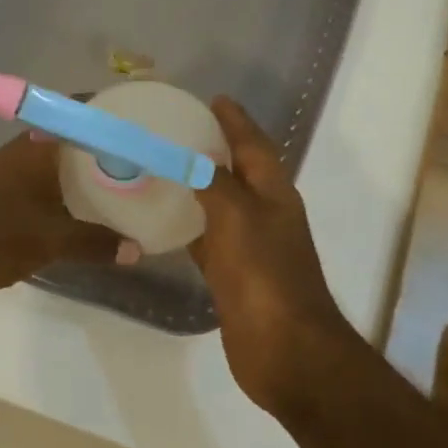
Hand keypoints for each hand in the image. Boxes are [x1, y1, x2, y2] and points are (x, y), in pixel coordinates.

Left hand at [0, 133, 125, 302]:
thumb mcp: (52, 241)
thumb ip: (95, 243)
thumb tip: (135, 250)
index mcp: (36, 148)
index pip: (76, 115)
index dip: (105, 116)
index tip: (135, 124)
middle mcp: (18, 151)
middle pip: (63, 139)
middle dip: (94, 148)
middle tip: (130, 160)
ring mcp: (0, 172)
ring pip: (46, 162)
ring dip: (72, 171)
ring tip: (107, 184)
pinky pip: (32, 182)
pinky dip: (53, 189)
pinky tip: (68, 209)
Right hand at [191, 97, 360, 415]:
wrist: (284, 349)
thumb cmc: (264, 274)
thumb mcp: (238, 216)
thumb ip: (215, 182)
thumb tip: (192, 158)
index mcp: (274, 194)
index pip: (254, 145)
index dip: (235, 121)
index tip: (213, 99)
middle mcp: (264, 214)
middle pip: (238, 171)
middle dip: (214, 148)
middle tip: (177, 129)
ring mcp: (249, 247)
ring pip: (219, 205)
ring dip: (197, 186)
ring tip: (162, 167)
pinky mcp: (232, 275)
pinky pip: (206, 239)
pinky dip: (187, 226)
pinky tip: (162, 221)